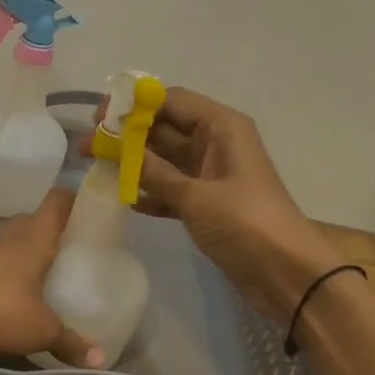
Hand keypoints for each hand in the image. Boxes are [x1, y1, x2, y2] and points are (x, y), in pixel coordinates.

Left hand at [0, 190, 103, 367]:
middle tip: (69, 245)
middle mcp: (9, 239)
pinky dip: (6, 272)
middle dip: (49, 228)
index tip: (89, 206)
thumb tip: (100, 360)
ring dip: (25, 250)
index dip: (72, 199)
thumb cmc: (0, 309)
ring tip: (45, 271)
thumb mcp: (42, 331)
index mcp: (34, 240)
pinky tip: (14, 294)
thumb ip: (71, 343)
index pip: (55, 203)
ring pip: (10, 241)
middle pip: (31, 220)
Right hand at [112, 88, 344, 322]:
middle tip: (87, 146)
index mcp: (221, 127)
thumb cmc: (246, 224)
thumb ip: (153, 171)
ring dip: (133, 163)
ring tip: (95, 169)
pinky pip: (171, 187)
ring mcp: (211, 174)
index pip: (170, 100)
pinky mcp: (207, 202)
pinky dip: (150, 191)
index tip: (99, 119)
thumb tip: (115, 148)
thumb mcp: (195, 196)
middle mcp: (216, 142)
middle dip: (126, 135)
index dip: (133, 105)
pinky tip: (125, 201)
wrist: (287, 274)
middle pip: (163, 127)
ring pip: (164, 158)